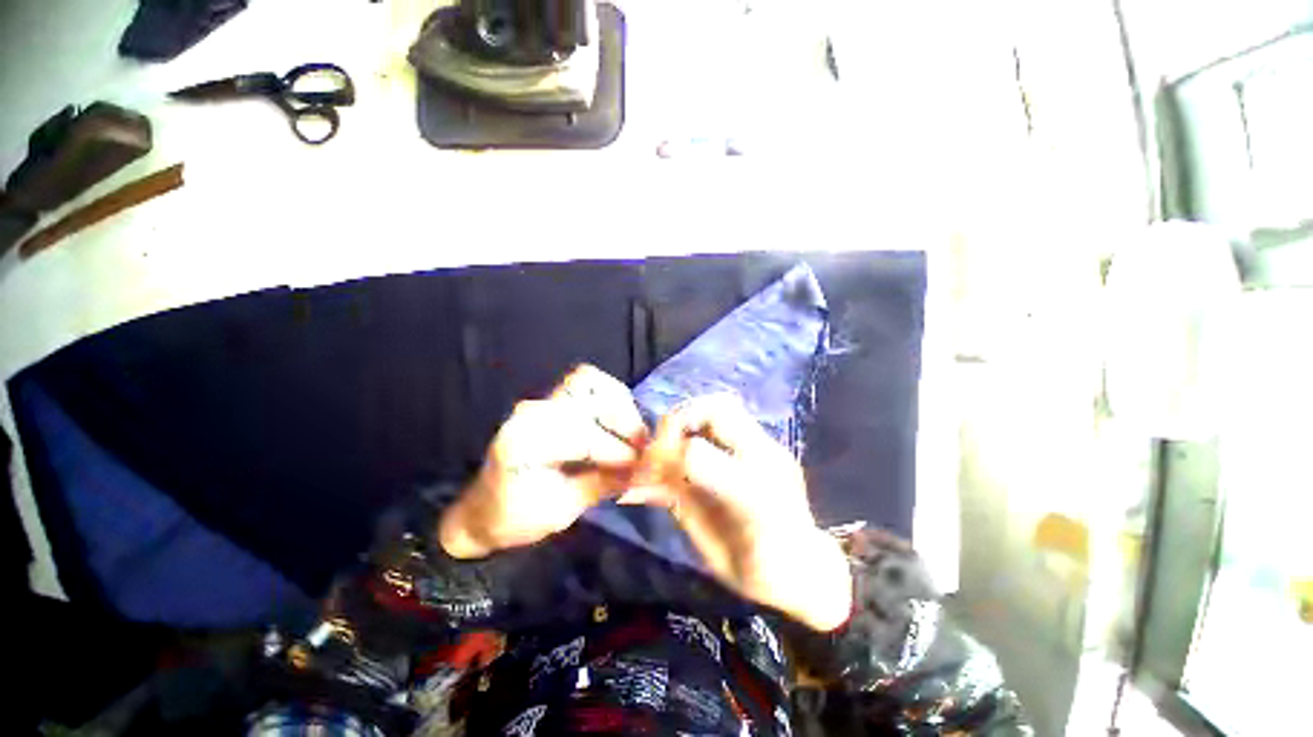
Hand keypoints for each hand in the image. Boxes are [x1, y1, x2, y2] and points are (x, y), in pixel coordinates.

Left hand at [439, 365, 648, 558]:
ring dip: (619, 404)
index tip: (641, 466)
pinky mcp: (551, 401)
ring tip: (633, 433)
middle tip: (641, 447)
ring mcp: (541, 401)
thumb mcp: (560, 511)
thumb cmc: (516, 517)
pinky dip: (609, 397)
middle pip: (590, 395)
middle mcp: (532, 411)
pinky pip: (586, 385)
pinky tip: (619, 421)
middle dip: (623, 421)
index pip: (583, 434)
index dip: (617, 450)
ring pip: (590, 381)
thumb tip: (642, 469)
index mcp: (525, 441)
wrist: (484, 510)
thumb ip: (601, 484)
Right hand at [626, 395, 852, 630]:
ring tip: (678, 441)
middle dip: (679, 420)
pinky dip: (705, 424)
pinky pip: (732, 419)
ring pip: (726, 406)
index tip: (649, 468)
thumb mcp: (708, 546)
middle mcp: (765, 460)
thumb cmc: (757, 573)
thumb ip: (677, 502)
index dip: (663, 456)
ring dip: (692, 417)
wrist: (808, 572)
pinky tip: (696, 445)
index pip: (696, 453)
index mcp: (750, 496)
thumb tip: (638, 480)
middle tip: (663, 445)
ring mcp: (771, 448)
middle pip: (717, 409)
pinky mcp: (771, 445)